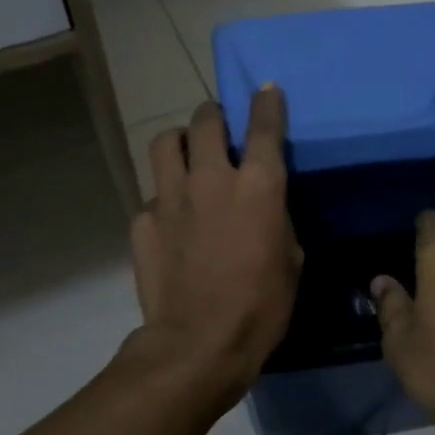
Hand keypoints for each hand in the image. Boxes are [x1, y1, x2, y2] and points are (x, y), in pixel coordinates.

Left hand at [126, 88, 300, 411]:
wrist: (198, 345)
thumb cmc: (261, 308)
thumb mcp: (291, 261)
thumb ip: (277, 220)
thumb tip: (264, 209)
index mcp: (257, 187)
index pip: (263, 127)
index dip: (266, 103)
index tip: (266, 89)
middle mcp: (210, 180)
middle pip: (205, 121)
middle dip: (214, 115)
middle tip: (219, 126)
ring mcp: (170, 198)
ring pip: (165, 143)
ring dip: (179, 142)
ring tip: (186, 156)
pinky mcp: (143, 222)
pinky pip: (153, 196)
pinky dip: (164, 199)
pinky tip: (173, 222)